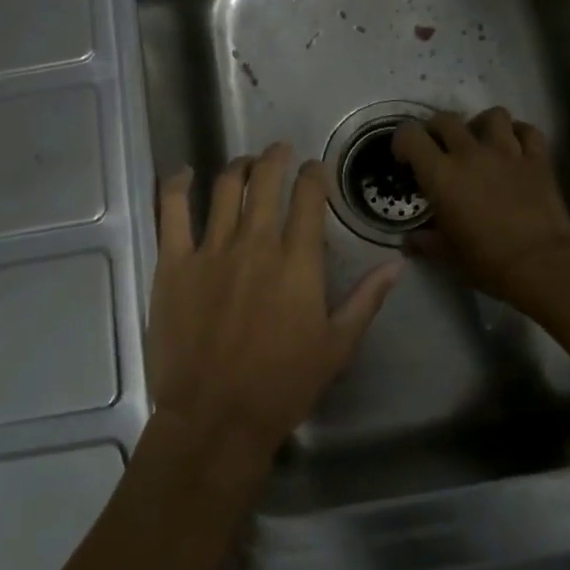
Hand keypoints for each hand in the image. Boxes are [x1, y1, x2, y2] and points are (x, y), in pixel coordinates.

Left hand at [146, 143, 402, 472]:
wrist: (216, 418)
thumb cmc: (282, 386)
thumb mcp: (337, 346)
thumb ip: (367, 299)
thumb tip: (397, 263)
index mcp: (298, 262)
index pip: (308, 197)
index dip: (313, 174)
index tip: (314, 168)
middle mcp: (256, 243)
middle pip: (266, 180)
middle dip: (276, 157)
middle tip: (280, 150)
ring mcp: (211, 250)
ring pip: (225, 187)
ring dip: (238, 167)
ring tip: (245, 163)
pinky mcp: (174, 263)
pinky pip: (172, 210)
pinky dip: (177, 185)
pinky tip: (184, 173)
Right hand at [393, 107, 569, 306]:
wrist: (540, 265)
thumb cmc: (486, 261)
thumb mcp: (447, 254)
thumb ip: (425, 242)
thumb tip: (409, 241)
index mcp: (441, 174)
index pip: (411, 135)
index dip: (403, 140)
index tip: (406, 157)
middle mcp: (470, 153)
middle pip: (446, 119)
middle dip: (436, 129)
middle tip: (439, 148)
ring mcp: (507, 152)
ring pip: (493, 115)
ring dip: (482, 124)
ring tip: (481, 141)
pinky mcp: (538, 159)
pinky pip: (528, 130)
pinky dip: (519, 133)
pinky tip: (515, 146)